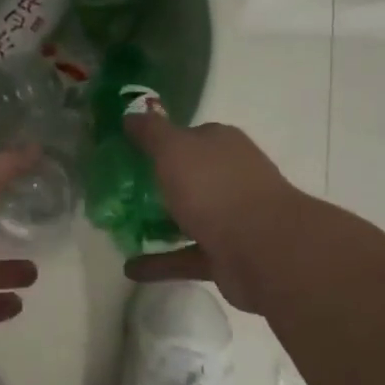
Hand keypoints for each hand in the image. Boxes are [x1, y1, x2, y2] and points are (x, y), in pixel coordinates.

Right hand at [120, 114, 305, 314]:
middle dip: (159, 182)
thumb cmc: (215, 187)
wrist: (264, 249)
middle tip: (120, 189)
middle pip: (189, 176)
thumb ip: (151, 132)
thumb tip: (130, 115)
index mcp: (221, 144)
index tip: (130, 150)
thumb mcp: (174, 149)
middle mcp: (230, 177)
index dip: (161, 140)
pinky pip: (185, 256)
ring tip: (121, 227)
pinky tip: (130, 269)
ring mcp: (231, 218)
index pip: (189, 136)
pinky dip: (160, 262)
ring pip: (188, 217)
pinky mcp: (226, 255)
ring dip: (159, 223)